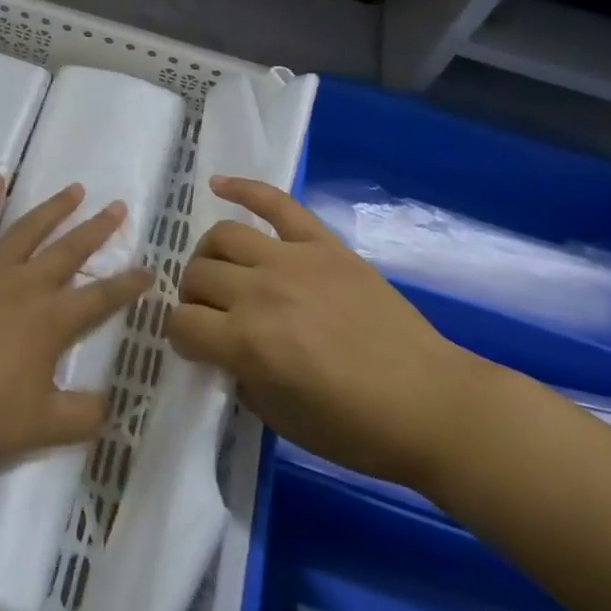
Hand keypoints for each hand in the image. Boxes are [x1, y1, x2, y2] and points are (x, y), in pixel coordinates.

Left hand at [0, 177, 153, 469]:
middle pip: (70, 250)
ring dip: (55, 207)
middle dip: (98, 228)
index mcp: (51, 320)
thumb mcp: (40, 428)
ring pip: (29, 228)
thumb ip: (83, 416)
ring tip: (75, 188)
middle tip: (118, 205)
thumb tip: (113, 404)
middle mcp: (26, 284)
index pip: (102, 298)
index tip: (150, 270)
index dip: (129, 285)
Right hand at [168, 177, 479, 488]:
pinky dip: (243, 188)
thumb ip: (239, 375)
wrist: (429, 403)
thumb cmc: (355, 427)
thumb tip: (224, 350)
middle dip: (194, 298)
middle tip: (214, 315)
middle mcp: (259, 292)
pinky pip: (275, 202)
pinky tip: (218, 184)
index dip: (182, 338)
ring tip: (221, 270)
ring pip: (223, 236)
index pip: (181, 324)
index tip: (197, 347)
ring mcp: (292, 260)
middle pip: (197, 276)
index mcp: (246, 343)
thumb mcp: (278, 417)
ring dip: (209, 255)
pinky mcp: (322, 243)